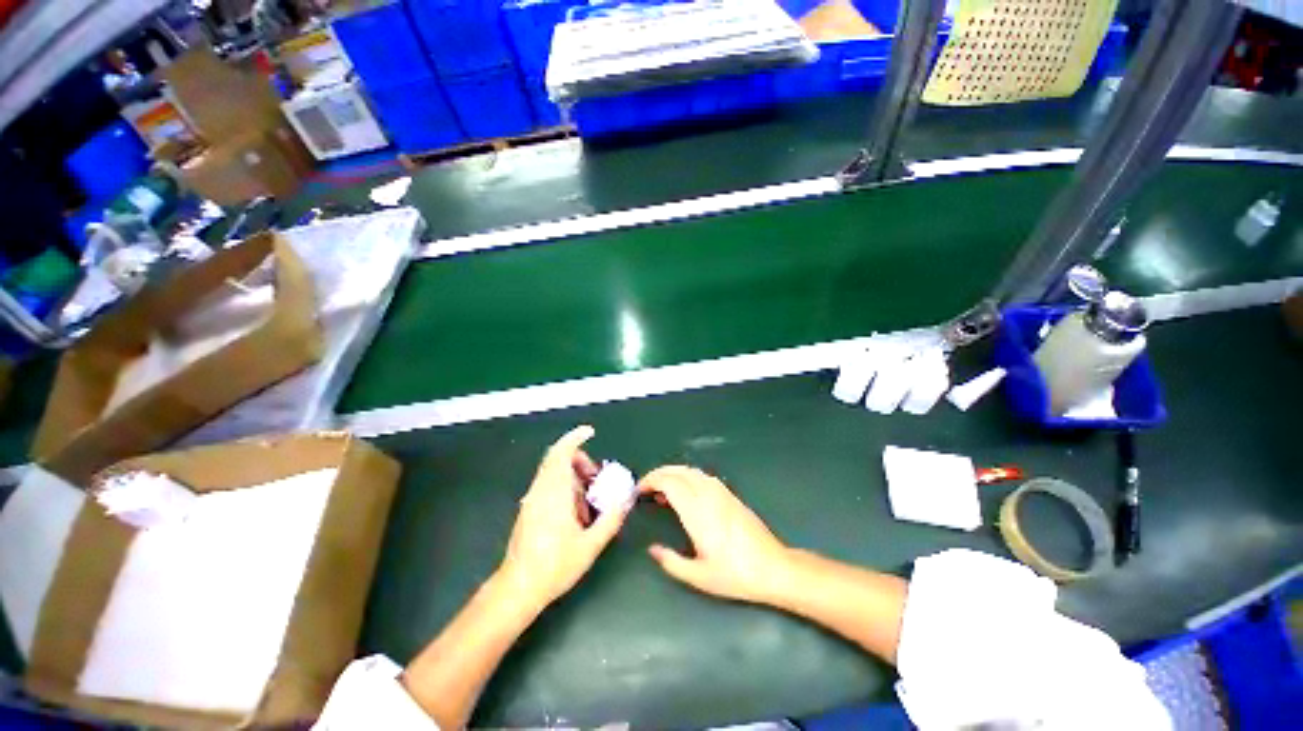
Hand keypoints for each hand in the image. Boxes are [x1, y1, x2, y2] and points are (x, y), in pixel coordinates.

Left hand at [498, 425, 629, 610]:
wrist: (518, 588)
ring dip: (573, 475)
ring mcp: (532, 499)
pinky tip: (575, 511)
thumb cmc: (554, 567)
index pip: (561, 453)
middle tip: (596, 476)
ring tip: (589, 498)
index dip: (575, 438)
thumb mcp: (590, 545)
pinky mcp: (529, 509)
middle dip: (579, 460)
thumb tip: (626, 501)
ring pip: (553, 472)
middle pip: (557, 459)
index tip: (589, 432)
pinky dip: (565, 486)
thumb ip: (611, 519)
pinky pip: (548, 485)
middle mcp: (540, 491)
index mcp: (554, 493)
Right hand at [640, 466, 792, 604]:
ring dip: (673, 473)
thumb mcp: (699, 576)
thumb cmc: (735, 574)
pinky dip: (687, 477)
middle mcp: (708, 495)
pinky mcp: (730, 494)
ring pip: (691, 471)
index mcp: (697, 511)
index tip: (639, 491)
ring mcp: (721, 492)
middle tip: (645, 487)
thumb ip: (671, 562)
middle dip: (658, 473)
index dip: (651, 480)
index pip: (669, 482)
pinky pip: (703, 476)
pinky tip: (685, 491)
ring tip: (661, 489)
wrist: (773, 567)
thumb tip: (653, 549)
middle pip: (678, 471)